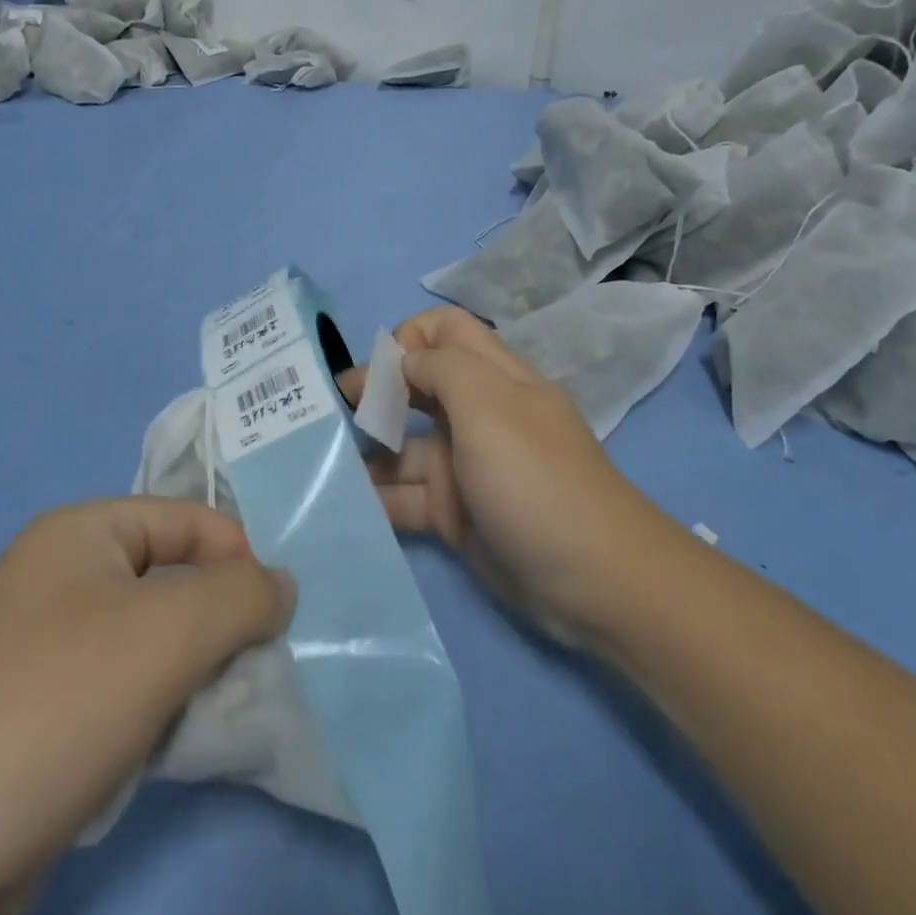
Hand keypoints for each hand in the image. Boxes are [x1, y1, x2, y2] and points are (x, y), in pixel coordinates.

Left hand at [0, 498, 295, 914]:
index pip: (186, 517)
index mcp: (77, 532)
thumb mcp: (172, 633)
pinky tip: (153, 746)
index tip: (273, 616)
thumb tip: (280, 586)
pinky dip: (150, 706)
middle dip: (214, 621)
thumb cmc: (60, 706)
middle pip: (168, 577)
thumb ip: (244, 594)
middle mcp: (54, 575)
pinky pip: (117, 683)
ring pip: (147, 636)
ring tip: (197, 714)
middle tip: (241, 670)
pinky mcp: (32, 707)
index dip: (237, 556)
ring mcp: (37, 643)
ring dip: (186, 670)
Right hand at [344, 307, 658, 647]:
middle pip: (416, 385)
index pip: (444, 331)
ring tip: (321, 461)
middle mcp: (476, 415)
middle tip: (331, 413)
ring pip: (403, 446)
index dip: (407, 340)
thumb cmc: (536, 479)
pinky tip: (339, 502)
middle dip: (373, 393)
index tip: (377, 374)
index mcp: (493, 378)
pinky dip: (374, 498)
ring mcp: (464, 467)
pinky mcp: (454, 514)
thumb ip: (441, 368)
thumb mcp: (490, 407)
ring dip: (365, 450)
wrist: (594, 582)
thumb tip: (402, 360)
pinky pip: (404, 496)